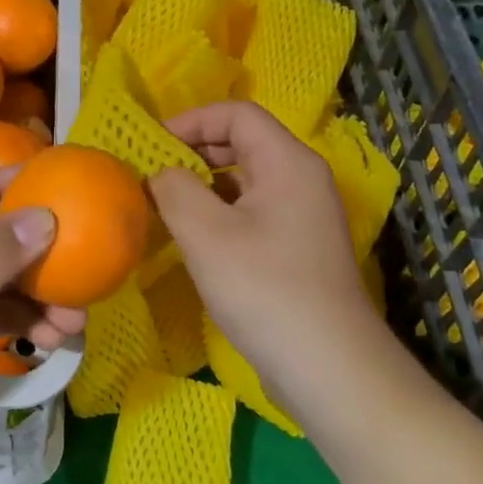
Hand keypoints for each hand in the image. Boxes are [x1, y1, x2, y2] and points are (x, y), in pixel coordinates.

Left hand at [0, 166, 85, 462]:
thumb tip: (48, 215)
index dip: (34, 181)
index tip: (83, 185)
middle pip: (11, 233)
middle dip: (52, 248)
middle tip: (94, 264)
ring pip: (15, 276)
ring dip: (48, 292)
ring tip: (78, 320)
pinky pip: (9, 311)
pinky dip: (34, 320)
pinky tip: (55, 340)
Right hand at [148, 102, 391, 392]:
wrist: (330, 369)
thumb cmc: (265, 289)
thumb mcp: (206, 233)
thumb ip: (174, 189)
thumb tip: (161, 173)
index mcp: (287, 162)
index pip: (236, 114)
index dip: (191, 120)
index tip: (152, 145)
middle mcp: (301, 179)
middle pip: (243, 142)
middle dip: (194, 152)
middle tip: (154, 175)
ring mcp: (303, 216)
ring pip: (246, 180)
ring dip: (204, 186)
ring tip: (166, 207)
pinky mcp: (299, 248)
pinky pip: (253, 212)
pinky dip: (220, 214)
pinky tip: (195, 240)